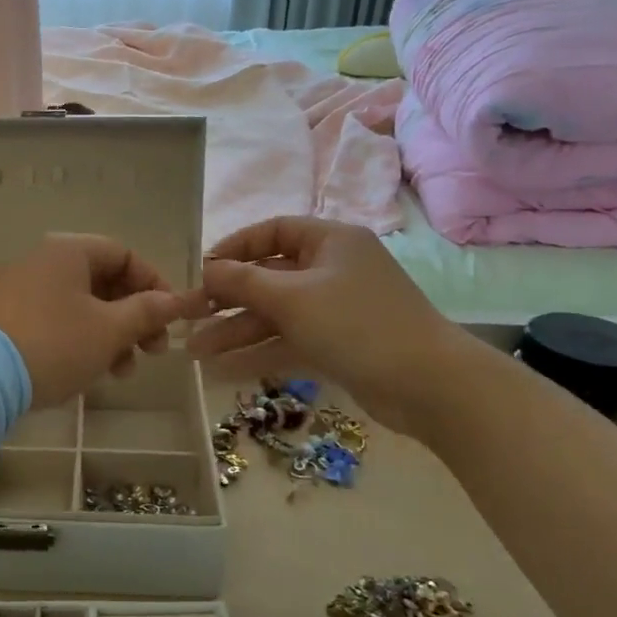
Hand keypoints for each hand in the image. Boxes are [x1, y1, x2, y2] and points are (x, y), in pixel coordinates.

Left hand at [0, 234, 189, 406]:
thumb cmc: (53, 344)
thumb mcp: (108, 330)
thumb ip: (145, 312)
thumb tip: (174, 301)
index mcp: (68, 251)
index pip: (123, 254)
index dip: (154, 284)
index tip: (170, 319)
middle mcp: (40, 261)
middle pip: (101, 281)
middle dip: (133, 317)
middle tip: (152, 352)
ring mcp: (16, 290)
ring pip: (77, 306)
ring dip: (108, 335)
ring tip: (121, 373)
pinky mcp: (1, 318)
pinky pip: (52, 320)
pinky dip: (77, 340)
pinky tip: (85, 371)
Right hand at [186, 216, 477, 436]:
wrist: (429, 386)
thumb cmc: (356, 324)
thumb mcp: (292, 298)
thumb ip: (242, 282)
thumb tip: (205, 270)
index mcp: (330, 241)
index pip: (272, 231)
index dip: (234, 248)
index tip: (201, 270)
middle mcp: (333, 269)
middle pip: (269, 278)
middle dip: (227, 301)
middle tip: (188, 319)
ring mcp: (337, 309)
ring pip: (276, 315)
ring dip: (236, 332)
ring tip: (194, 352)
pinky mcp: (339, 345)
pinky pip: (290, 341)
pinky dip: (259, 353)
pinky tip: (222, 371)